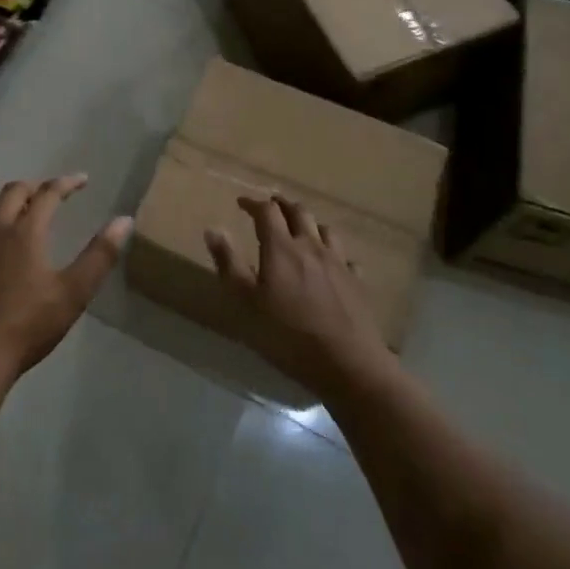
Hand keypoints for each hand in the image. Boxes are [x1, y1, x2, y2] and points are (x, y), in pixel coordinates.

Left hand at [0, 175, 129, 388]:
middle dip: (35, 188)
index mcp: (26, 231)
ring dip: (4, 204)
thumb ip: (100, 255)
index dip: (67, 183)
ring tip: (17, 213)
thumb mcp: (74, 293)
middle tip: (50, 195)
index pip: (49, 193)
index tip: (82, 180)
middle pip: (14, 192)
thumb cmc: (28, 325)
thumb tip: (124, 220)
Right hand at [204, 196, 394, 398]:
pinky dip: (333, 252)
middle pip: (298, 212)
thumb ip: (229, 264)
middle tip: (270, 207)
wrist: (348, 365)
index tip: (241, 203)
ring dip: (308, 223)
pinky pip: (344, 256)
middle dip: (281, 205)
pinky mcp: (356, 282)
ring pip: (324, 229)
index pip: (267, 211)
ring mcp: (338, 262)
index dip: (253, 203)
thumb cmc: (289, 336)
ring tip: (300, 229)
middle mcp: (311, 246)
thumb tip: (213, 229)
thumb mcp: (248, 303)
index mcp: (282, 248)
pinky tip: (331, 263)